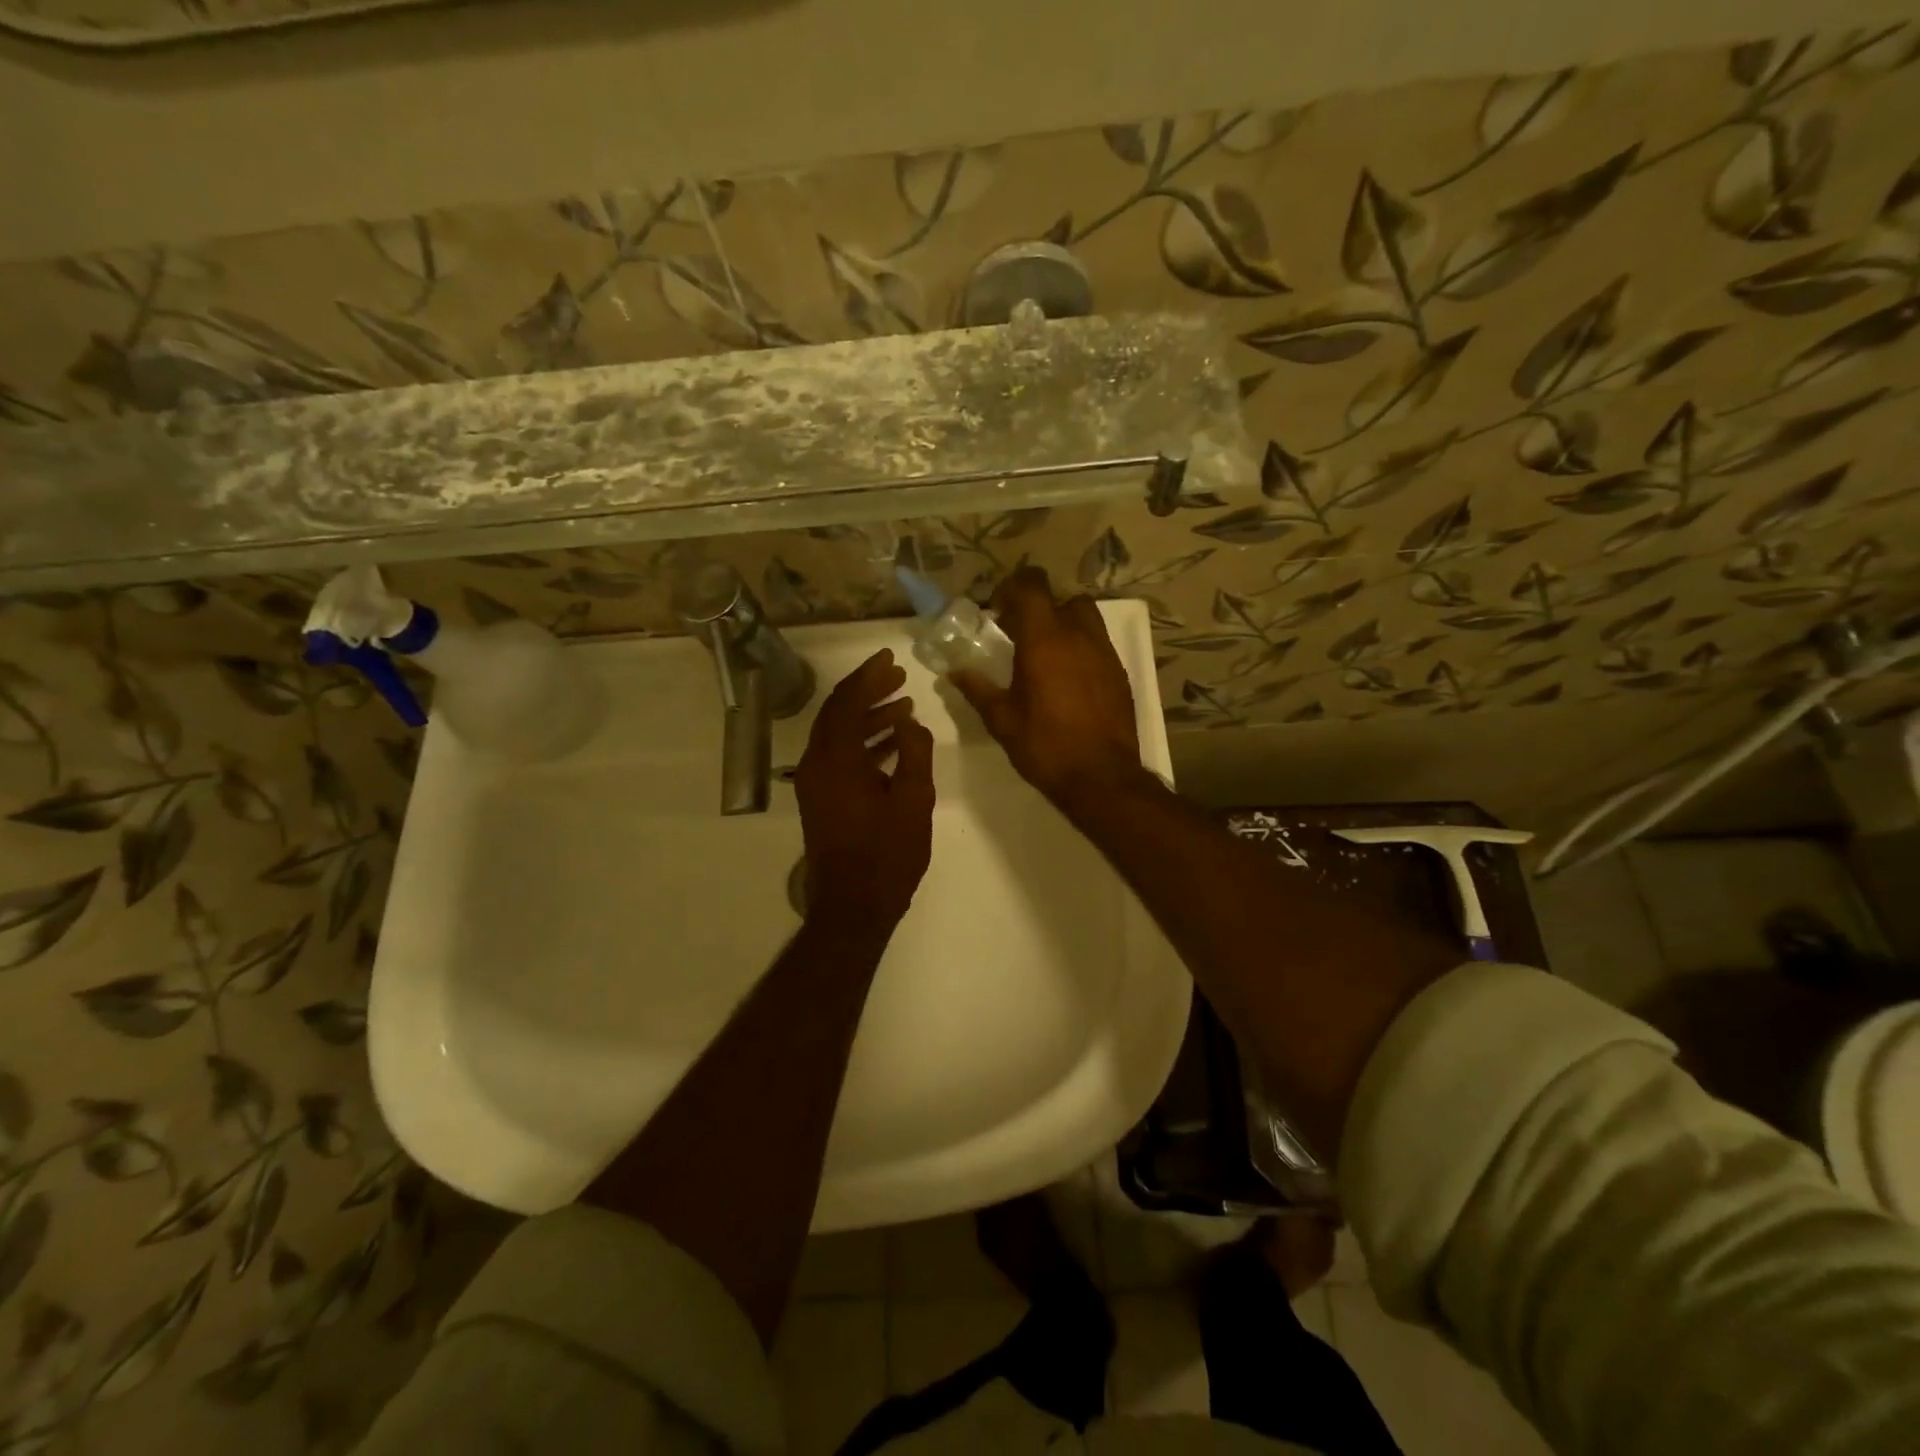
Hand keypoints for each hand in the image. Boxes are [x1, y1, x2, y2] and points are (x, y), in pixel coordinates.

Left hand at [794, 649, 934, 930]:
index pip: (847, 701)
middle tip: (899, 676)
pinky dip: (863, 743)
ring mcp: (815, 783)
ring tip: (904, 707)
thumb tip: (909, 721)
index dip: (868, 675)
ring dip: (868, 717)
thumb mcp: (913, 800)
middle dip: (868, 691)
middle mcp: (816, 764)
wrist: (853, 907)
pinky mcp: (821, 799)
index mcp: (836, 758)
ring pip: (839, 735)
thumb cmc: (887, 854)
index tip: (889, 658)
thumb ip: (914, 752)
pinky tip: (892, 743)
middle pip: (838, 713)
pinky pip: (840, 756)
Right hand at [951, 566, 1142, 811]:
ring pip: (1085, 618)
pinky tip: (1068, 680)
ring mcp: (1104, 653)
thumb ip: (977, 689)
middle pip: (1061, 599)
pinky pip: (1099, 645)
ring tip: (1046, 655)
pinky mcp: (1119, 673)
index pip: (1032, 585)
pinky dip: (1082, 649)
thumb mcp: (1002, 719)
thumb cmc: (1044, 746)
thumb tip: (955, 671)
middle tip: (1019, 635)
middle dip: (1039, 609)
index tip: (998, 611)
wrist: (1101, 777)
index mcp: (1044, 639)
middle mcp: (1079, 635)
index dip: (1013, 588)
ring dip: (1064, 625)